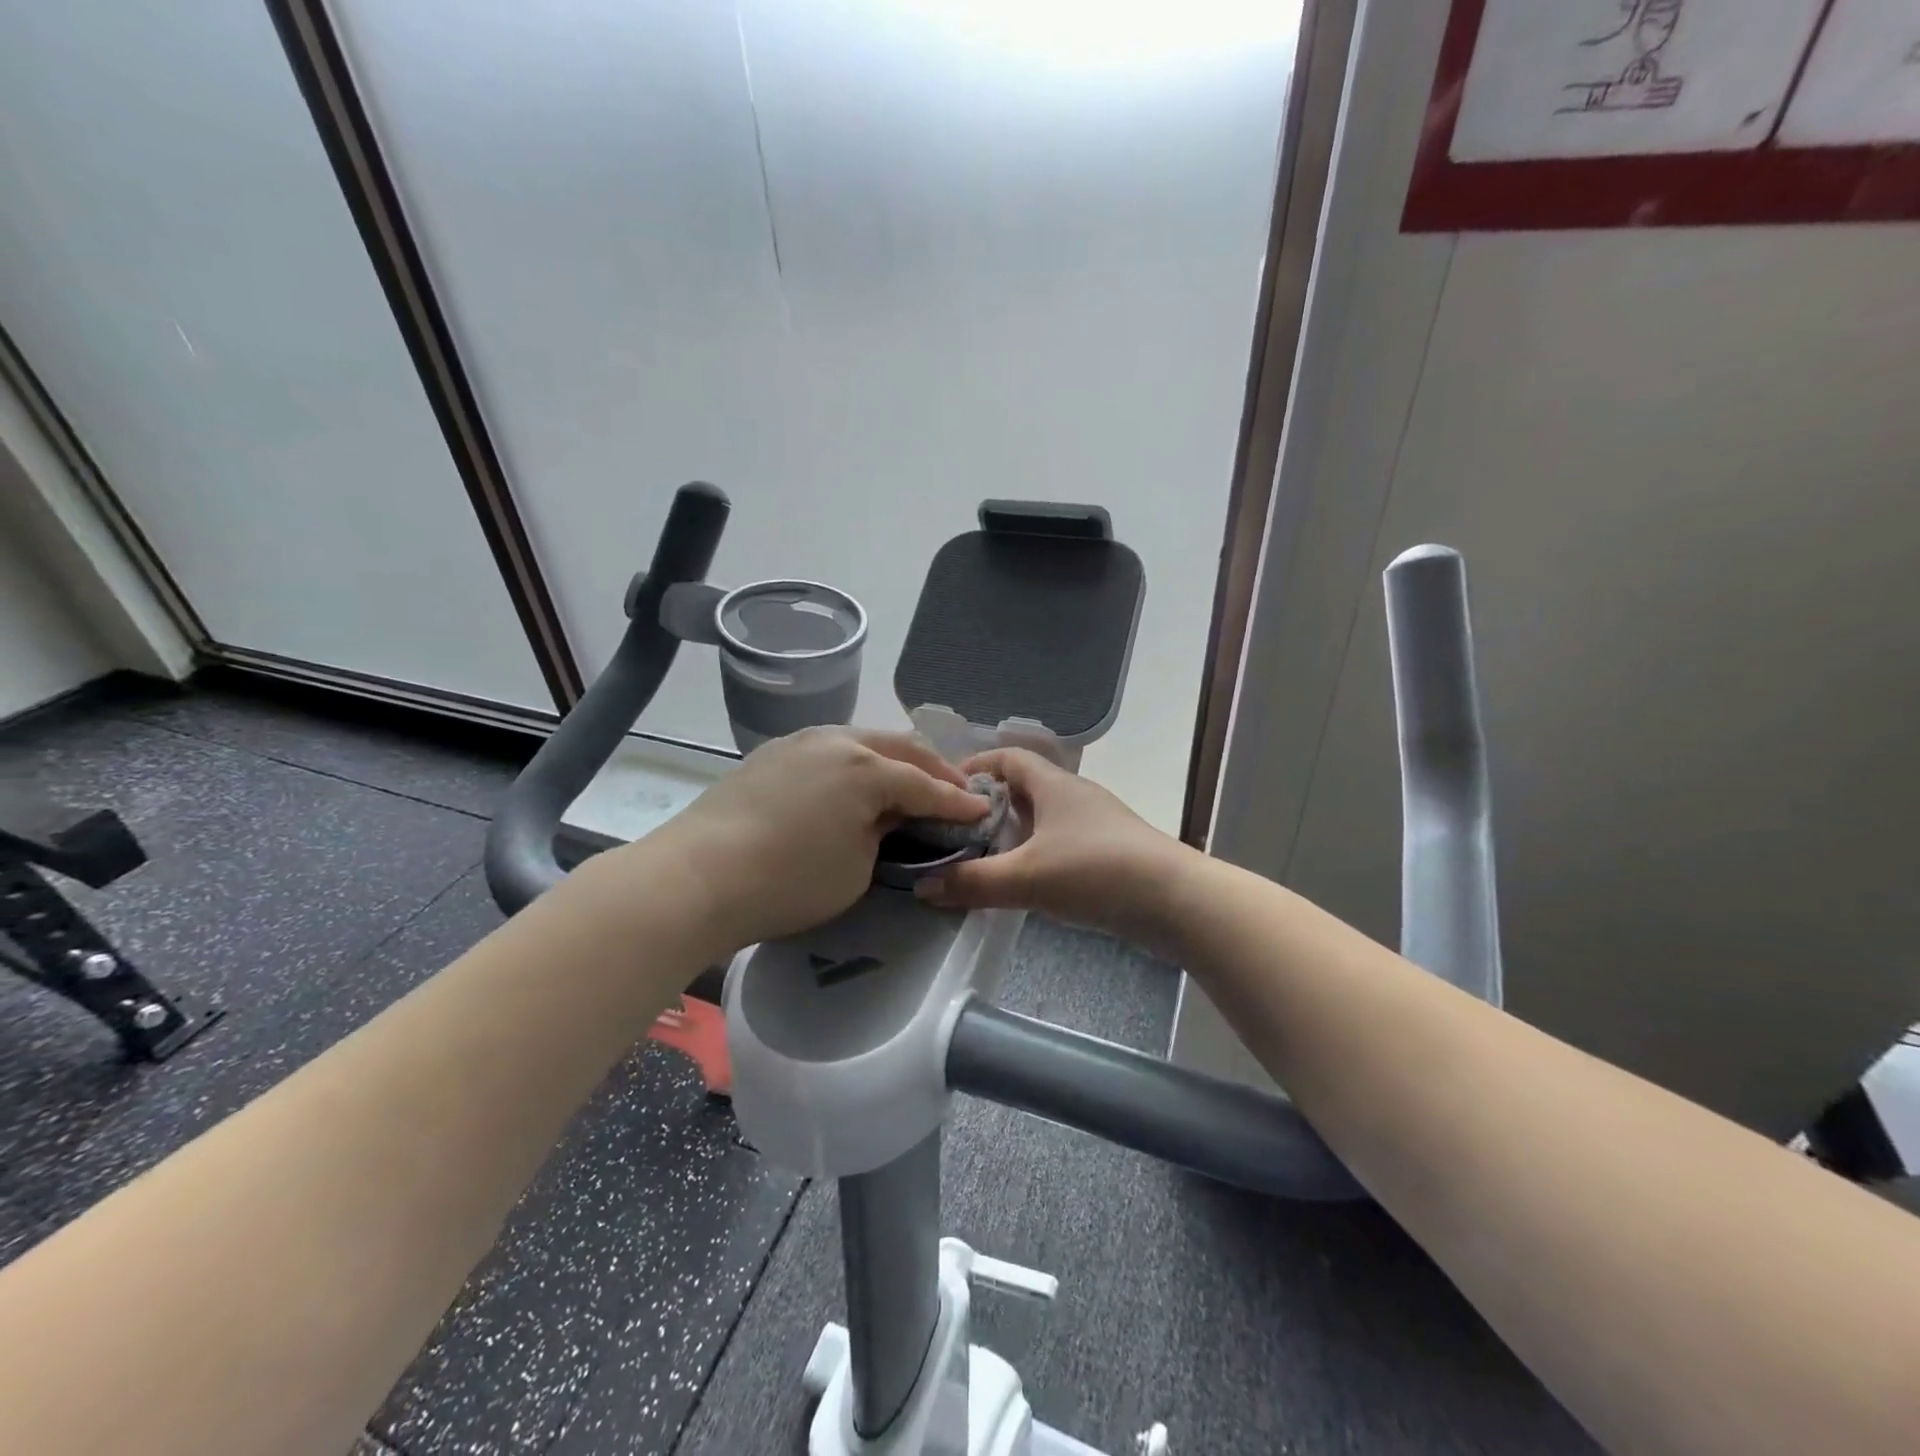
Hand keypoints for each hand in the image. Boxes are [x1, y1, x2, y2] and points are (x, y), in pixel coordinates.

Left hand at [643, 726, 988, 952]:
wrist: (697, 877)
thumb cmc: (788, 881)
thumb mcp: (857, 868)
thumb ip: (885, 834)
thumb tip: (888, 815)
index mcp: (866, 768)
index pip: (926, 786)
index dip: (958, 802)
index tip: (984, 811)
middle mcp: (837, 740)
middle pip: (900, 748)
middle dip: (933, 769)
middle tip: (957, 789)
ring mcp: (800, 741)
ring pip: (863, 741)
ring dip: (895, 759)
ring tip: (913, 781)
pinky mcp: (773, 753)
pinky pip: (832, 749)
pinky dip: (858, 762)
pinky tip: (859, 780)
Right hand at [914, 748, 1189, 943]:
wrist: (1175, 901)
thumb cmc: (1095, 871)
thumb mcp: (1026, 877)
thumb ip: (973, 882)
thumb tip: (921, 887)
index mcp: (1053, 784)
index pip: (1009, 757)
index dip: (976, 766)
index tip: (945, 788)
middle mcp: (1073, 796)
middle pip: (1023, 788)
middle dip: (988, 806)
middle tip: (953, 831)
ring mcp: (1094, 824)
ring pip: (1042, 819)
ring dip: (1012, 833)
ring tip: (979, 858)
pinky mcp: (1107, 853)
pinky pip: (1059, 844)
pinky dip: (1035, 855)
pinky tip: (1022, 881)